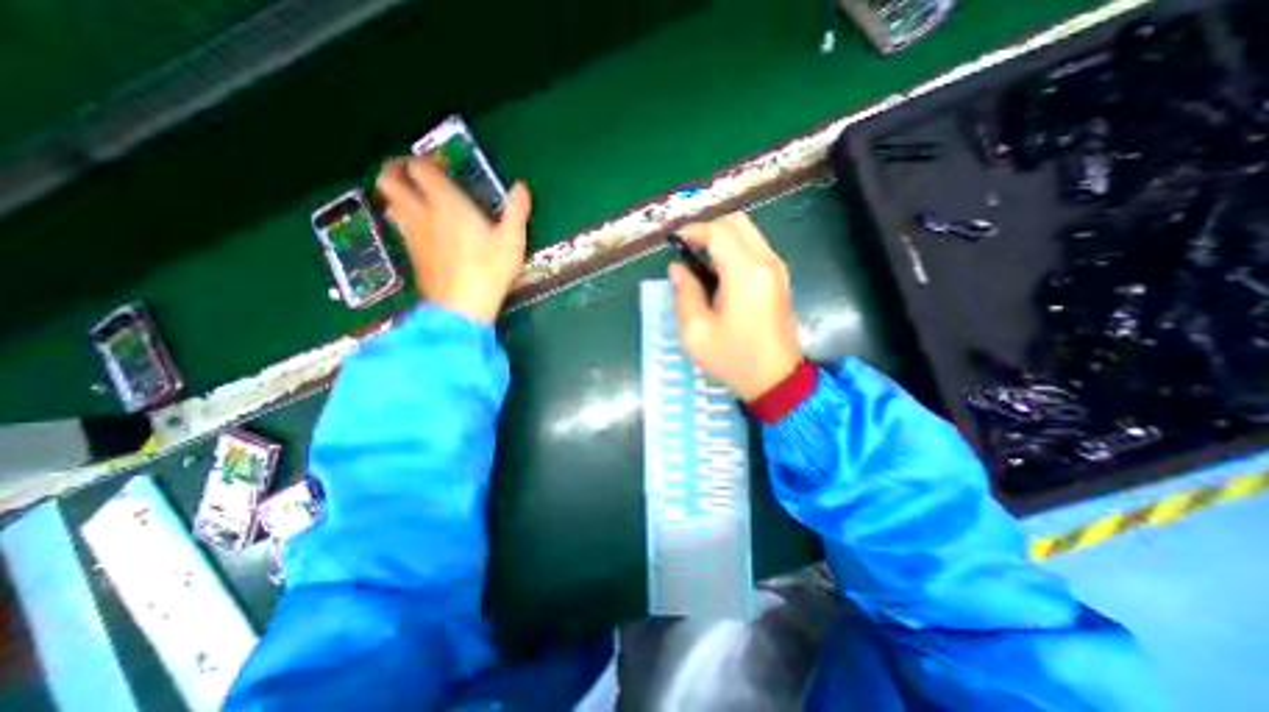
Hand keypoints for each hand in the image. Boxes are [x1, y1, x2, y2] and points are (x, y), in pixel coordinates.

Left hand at [379, 155, 531, 321]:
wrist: (461, 306)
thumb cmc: (489, 269)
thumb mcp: (512, 240)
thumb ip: (516, 210)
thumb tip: (521, 186)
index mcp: (446, 203)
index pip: (420, 167)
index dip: (428, 160)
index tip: (444, 166)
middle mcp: (421, 213)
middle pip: (389, 179)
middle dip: (396, 169)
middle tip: (416, 174)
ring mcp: (412, 235)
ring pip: (390, 203)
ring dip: (400, 195)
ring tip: (419, 200)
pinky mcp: (411, 254)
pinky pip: (400, 227)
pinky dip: (406, 219)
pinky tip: (426, 231)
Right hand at [664, 210, 801, 399]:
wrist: (776, 380)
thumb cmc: (734, 359)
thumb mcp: (696, 332)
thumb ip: (684, 294)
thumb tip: (677, 269)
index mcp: (745, 273)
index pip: (718, 232)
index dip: (693, 231)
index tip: (674, 243)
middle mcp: (766, 263)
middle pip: (737, 223)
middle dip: (709, 229)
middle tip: (688, 250)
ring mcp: (777, 270)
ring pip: (749, 233)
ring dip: (722, 239)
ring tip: (700, 263)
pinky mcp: (780, 280)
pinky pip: (756, 249)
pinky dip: (735, 250)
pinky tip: (720, 275)